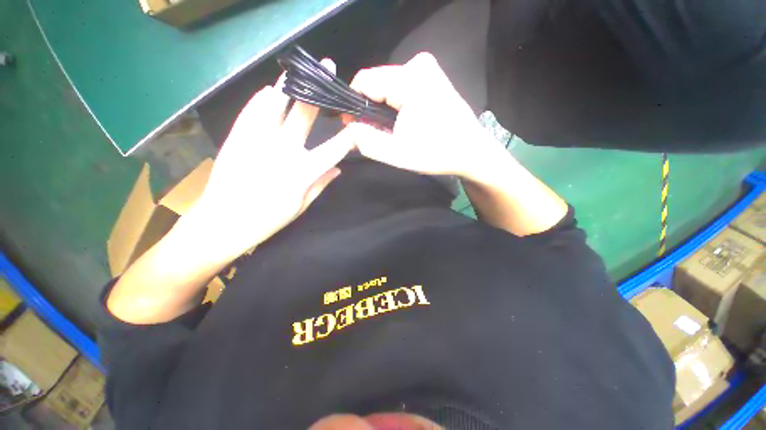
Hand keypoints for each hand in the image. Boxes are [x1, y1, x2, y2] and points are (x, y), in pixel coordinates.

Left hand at [190, 61, 353, 260]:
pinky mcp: (237, 136)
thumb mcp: (301, 206)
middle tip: (328, 70)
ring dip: (289, 85)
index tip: (357, 126)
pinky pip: (252, 111)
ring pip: (276, 104)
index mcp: (303, 171)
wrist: (222, 222)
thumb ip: (321, 184)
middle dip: (320, 93)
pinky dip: (262, 99)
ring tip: (298, 71)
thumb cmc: (268, 220)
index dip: (349, 137)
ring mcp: (257, 139)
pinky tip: (270, 90)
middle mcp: (283, 149)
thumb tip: (338, 169)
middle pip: (305, 115)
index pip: (334, 149)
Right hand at [346, 52, 503, 178]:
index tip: (355, 127)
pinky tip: (403, 122)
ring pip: (388, 86)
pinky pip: (401, 86)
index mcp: (409, 80)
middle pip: (377, 83)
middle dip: (370, 109)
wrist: (471, 151)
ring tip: (392, 131)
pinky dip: (396, 105)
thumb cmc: (436, 154)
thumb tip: (349, 128)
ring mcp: (428, 68)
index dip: (354, 104)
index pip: (364, 81)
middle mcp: (418, 65)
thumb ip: (367, 141)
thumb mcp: (397, 154)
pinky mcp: (432, 76)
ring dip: (383, 109)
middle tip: (378, 134)